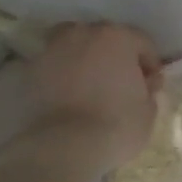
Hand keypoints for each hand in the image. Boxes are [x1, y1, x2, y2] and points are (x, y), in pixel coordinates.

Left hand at [26, 22, 161, 169]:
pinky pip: (54, 65)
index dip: (150, 63)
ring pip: (73, 44)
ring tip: (90, 81)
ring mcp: (53, 51)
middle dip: (115, 55)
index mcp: (118, 38)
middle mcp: (84, 35)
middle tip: (121, 81)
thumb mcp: (149, 107)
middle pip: (104, 37)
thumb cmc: (118, 123)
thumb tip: (142, 84)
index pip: (141, 42)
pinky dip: (62, 73)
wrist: (66, 146)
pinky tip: (70, 93)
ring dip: (84, 57)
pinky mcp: (30, 72)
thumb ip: (147, 87)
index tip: (151, 85)